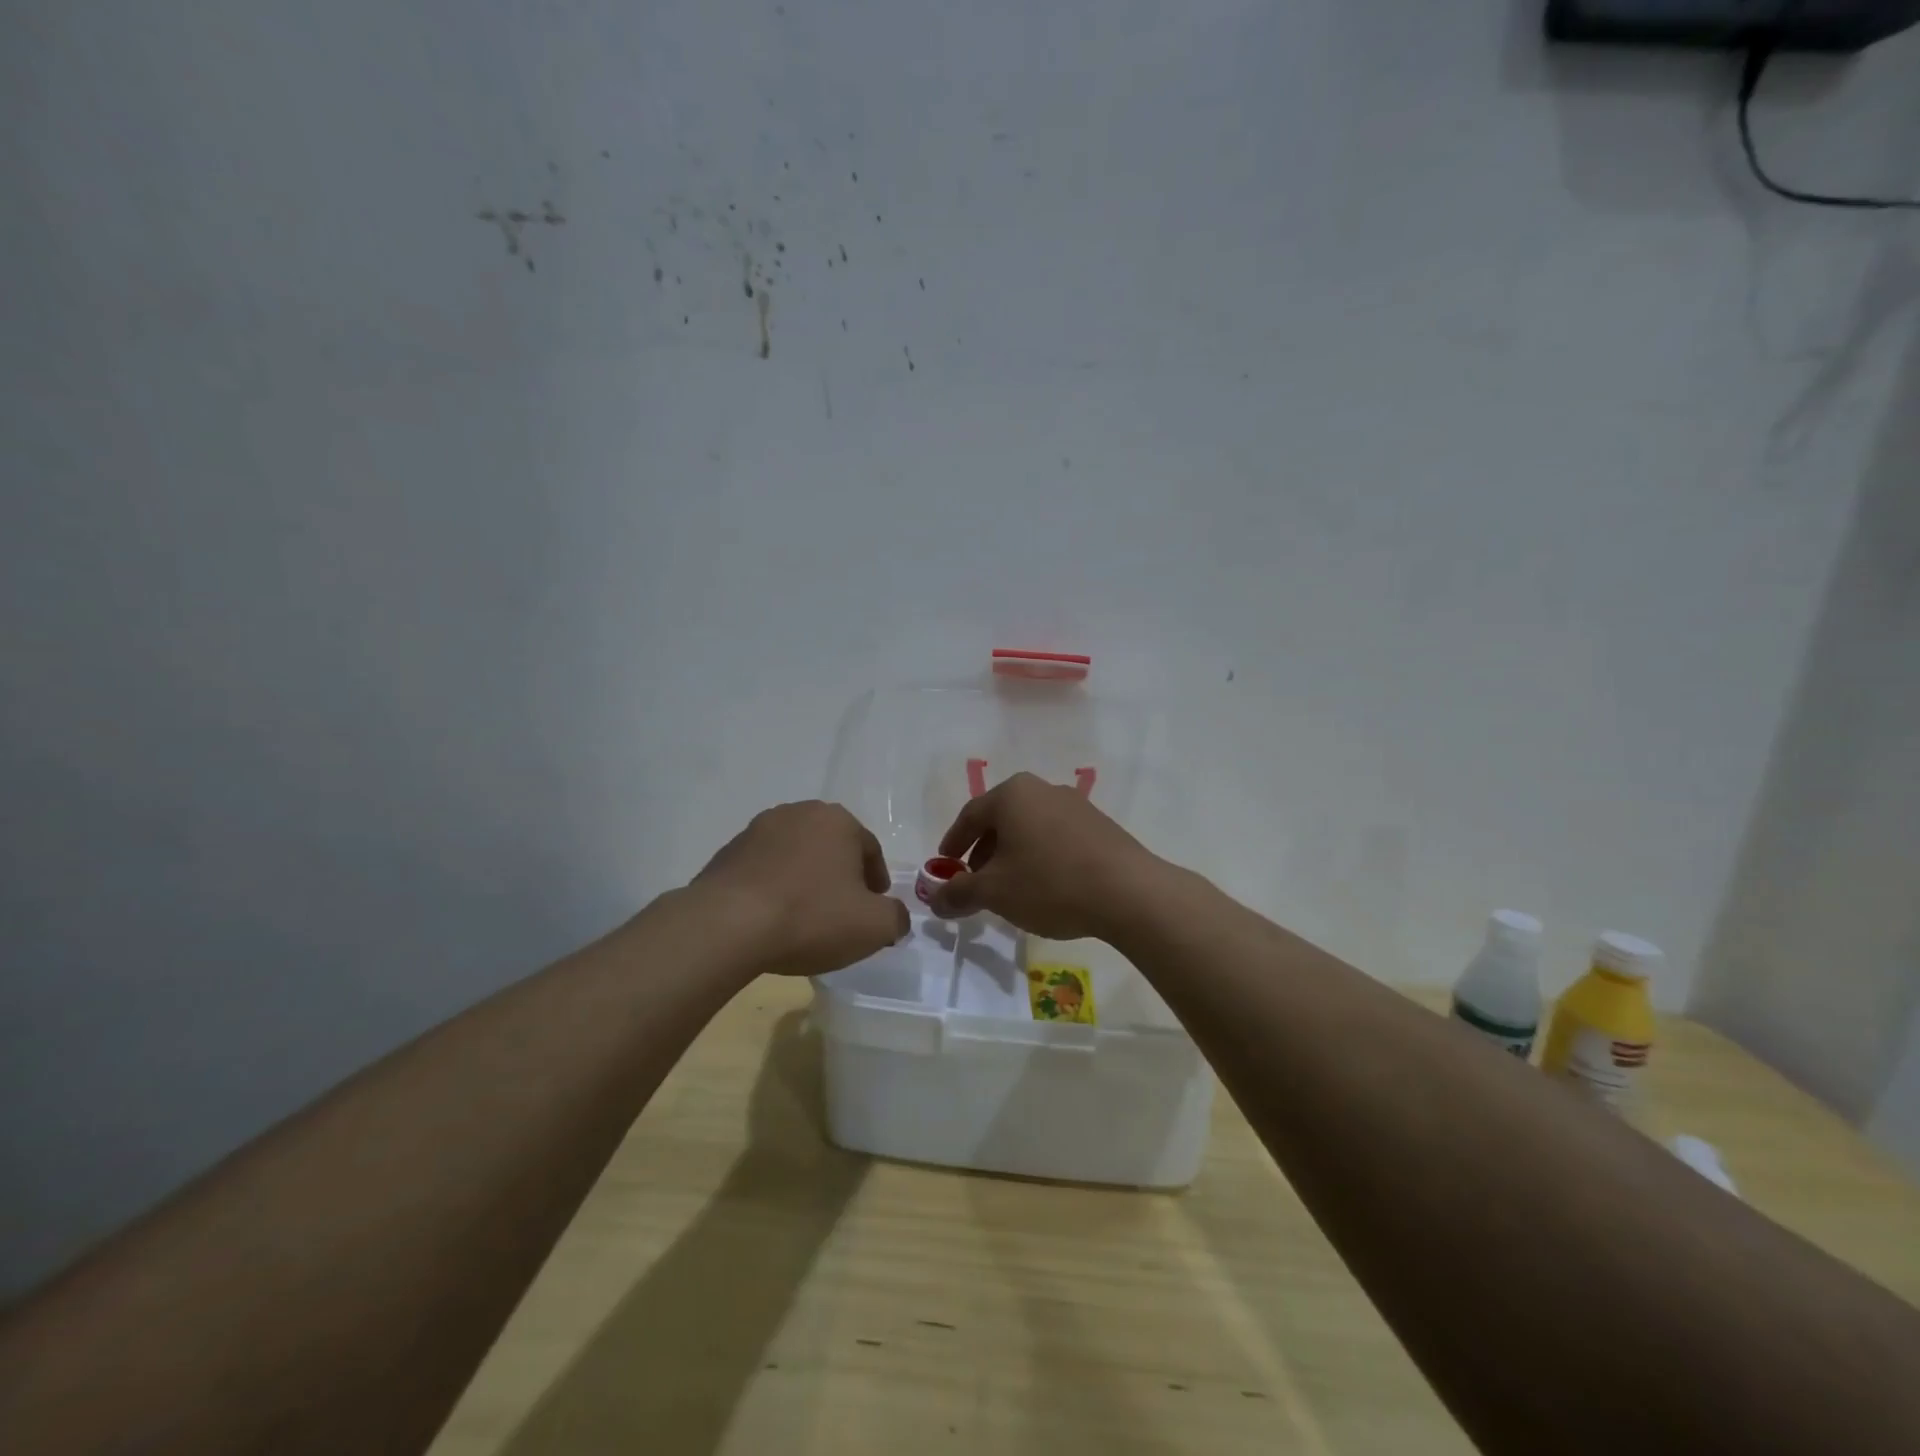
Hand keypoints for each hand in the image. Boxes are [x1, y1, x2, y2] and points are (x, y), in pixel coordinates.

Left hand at [695, 801, 909, 976]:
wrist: (727, 925)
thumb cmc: (811, 916)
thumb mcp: (874, 926)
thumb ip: (896, 918)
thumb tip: (895, 917)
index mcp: (838, 820)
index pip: (870, 849)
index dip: (877, 882)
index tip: (874, 910)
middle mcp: (799, 813)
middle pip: (832, 848)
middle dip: (840, 876)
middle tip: (842, 912)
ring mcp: (757, 830)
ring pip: (796, 856)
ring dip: (805, 880)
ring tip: (804, 917)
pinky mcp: (727, 852)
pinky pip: (763, 870)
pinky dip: (773, 888)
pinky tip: (771, 918)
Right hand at [929, 772, 1162, 939]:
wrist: (1128, 892)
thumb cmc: (1050, 883)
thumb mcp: (995, 892)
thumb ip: (958, 893)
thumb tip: (935, 899)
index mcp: (1012, 794)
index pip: (969, 816)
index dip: (953, 843)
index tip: (944, 867)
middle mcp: (1042, 789)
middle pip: (1001, 819)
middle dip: (983, 851)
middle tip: (974, 881)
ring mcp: (1075, 805)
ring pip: (1029, 828)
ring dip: (1013, 855)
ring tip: (1010, 888)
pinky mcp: (1099, 825)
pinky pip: (1056, 836)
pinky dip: (1040, 856)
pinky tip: (1045, 885)